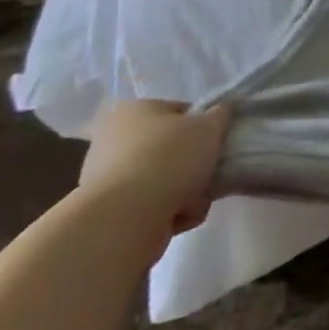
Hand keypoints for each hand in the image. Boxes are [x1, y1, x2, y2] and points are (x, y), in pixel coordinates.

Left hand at [78, 100, 231, 244]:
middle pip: (171, 150)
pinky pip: (150, 207)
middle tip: (207, 174)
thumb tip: (221, 111)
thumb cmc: (169, 159)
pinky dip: (167, 214)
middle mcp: (114, 139)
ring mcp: (107, 179)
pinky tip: (176, 219)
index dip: (203, 126)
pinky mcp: (108, 213)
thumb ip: (220, 115)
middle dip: (193, 166)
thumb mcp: (209, 126)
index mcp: (135, 109)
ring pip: (163, 181)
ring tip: (193, 202)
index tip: (215, 143)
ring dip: (184, 193)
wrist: (125, 219)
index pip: (180, 112)